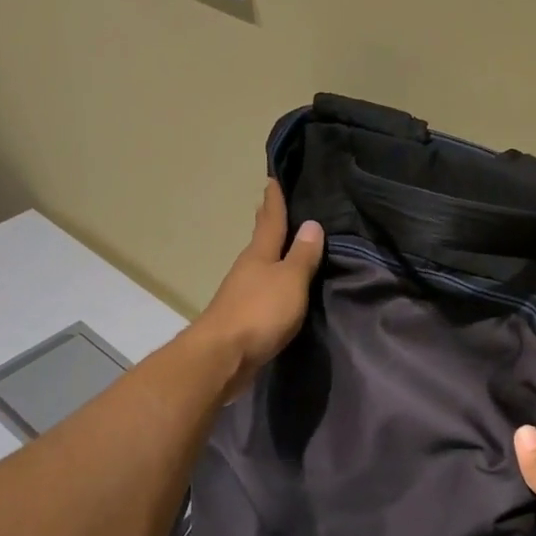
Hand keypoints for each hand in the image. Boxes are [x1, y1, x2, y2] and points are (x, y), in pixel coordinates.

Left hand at [195, 180, 323, 396]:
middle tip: (272, 203)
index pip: (271, 220)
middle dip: (268, 221)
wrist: (223, 357)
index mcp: (259, 254)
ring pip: (260, 264)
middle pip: (261, 239)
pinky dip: (271, 279)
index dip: (274, 200)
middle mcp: (247, 268)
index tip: (273, 178)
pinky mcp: (243, 317)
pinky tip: (279, 285)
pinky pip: (262, 289)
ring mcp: (242, 293)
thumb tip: (312, 224)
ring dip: (271, 252)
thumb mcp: (290, 281)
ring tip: (284, 244)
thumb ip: (302, 256)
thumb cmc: (260, 312)